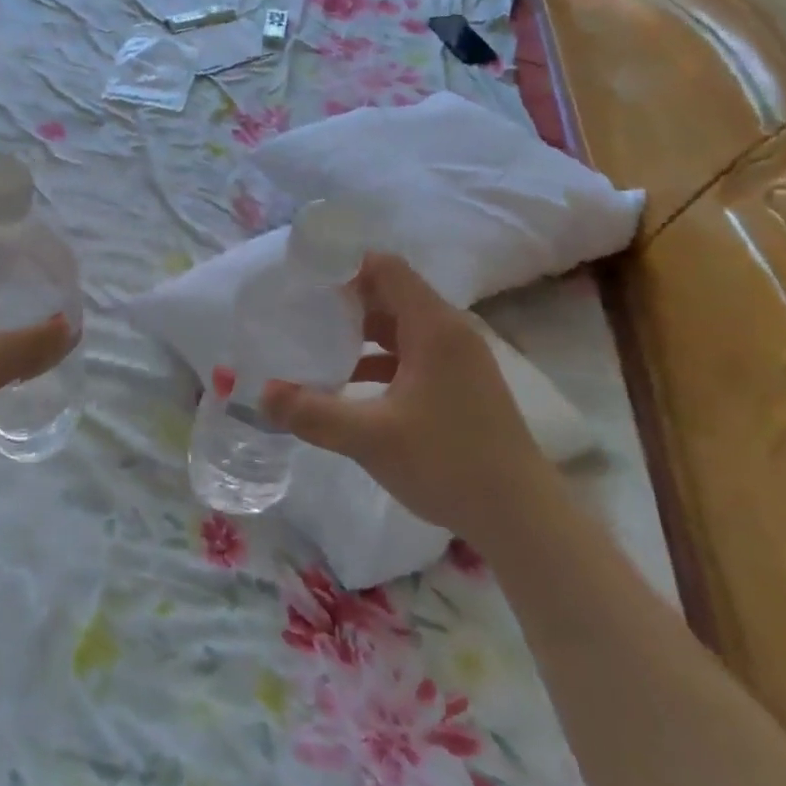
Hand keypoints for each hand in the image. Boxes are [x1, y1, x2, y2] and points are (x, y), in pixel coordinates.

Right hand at [260, 252, 555, 545]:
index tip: (303, 279)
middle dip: (343, 300)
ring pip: (399, 327)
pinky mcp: (459, 385)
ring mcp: (458, 360)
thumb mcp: (370, 437)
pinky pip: (410, 354)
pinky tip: (346, 385)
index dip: (343, 266)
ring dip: (358, 332)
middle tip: (297, 311)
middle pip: (389, 294)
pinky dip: (377, 359)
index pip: (385, 268)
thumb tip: (262, 393)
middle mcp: (449, 333)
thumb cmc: (448, 464)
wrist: (523, 520)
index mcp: (434, 327)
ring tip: (313, 345)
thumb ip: (312, 412)